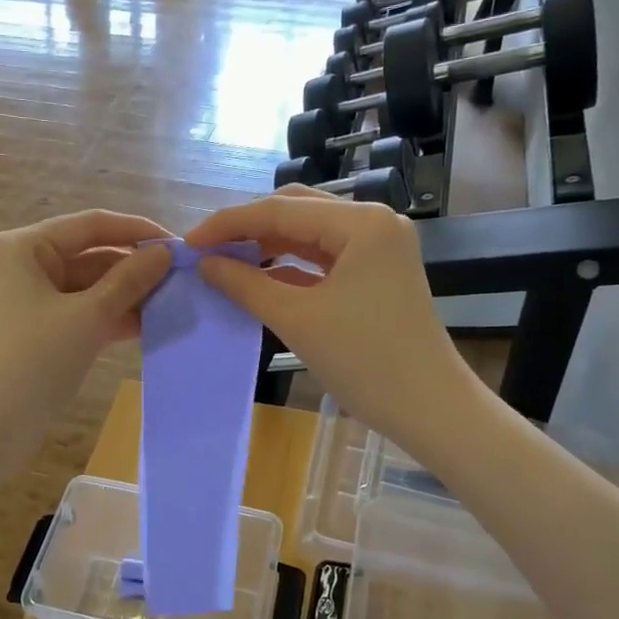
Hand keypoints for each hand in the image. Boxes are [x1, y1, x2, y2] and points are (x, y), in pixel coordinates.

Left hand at [0, 211, 174, 453]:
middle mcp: (27, 266)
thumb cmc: (31, 362)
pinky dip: (115, 318)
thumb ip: (128, 281)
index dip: (137, 231)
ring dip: (130, 295)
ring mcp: (34, 302)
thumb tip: (165, 252)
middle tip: (185, 281)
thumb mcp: (86, 318)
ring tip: (176, 304)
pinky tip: (152, 326)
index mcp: (25, 247)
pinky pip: (86, 314)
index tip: (180, 246)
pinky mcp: (43, 333)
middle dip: (136, 268)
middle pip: (92, 255)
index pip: (92, 225)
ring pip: (92, 288)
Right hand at [186, 190, 465, 448]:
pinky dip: (290, 265)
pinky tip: (258, 277)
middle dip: (248, 228)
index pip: (280, 210)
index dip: (229, 223)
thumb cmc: (365, 362)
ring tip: (226, 262)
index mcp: (361, 223)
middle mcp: (373, 222)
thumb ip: (246, 284)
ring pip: (309, 233)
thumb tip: (205, 263)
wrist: (429, 408)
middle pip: (296, 211)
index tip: (189, 242)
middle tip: (206, 251)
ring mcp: (378, 247)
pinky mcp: (377, 272)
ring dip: (267, 245)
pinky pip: (323, 257)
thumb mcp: (297, 320)